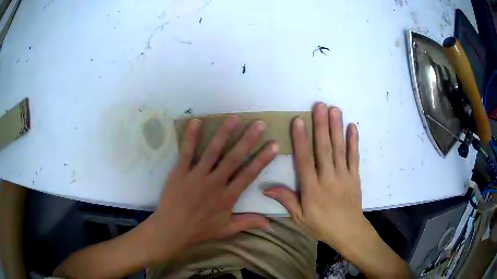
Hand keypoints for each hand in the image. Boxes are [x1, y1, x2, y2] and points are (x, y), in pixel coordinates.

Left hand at [145, 116, 277, 262]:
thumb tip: (272, 225)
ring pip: (213, 151)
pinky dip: (191, 137)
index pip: (249, 174)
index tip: (273, 145)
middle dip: (248, 140)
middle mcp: (215, 183)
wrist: (172, 229)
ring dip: (224, 134)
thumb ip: (249, 222)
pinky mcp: (180, 172)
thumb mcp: (227, 230)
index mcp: (228, 197)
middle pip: (234, 158)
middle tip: (259, 124)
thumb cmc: (200, 230)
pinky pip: (187, 152)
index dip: (262, 159)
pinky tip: (196, 121)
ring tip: (234, 118)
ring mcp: (196, 176)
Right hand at [264, 103, 364, 247]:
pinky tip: (352, 127)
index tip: (298, 120)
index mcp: (312, 188)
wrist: (348, 231)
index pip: (304, 160)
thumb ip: (286, 200)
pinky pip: (355, 157)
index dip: (301, 139)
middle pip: (324, 148)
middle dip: (321, 125)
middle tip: (319, 105)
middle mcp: (328, 178)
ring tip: (334, 109)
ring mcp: (344, 176)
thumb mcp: (300, 218)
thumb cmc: (322, 225)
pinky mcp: (355, 176)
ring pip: (340, 149)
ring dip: (337, 128)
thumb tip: (266, 188)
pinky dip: (354, 141)